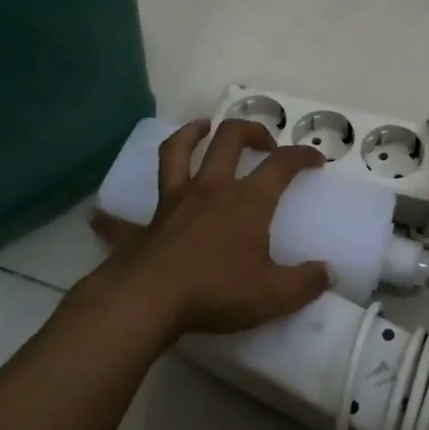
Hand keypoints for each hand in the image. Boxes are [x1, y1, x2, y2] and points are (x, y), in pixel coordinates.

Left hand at [88, 119, 331, 339]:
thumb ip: (306, 282)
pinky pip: (122, 218)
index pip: (281, 165)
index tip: (315, 159)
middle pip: (229, 140)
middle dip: (250, 131)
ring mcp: (172, 203)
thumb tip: (328, 272)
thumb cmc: (217, 291)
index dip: (302, 156)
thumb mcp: (274, 294)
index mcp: (247, 201)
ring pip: (177, 153)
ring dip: (190, 134)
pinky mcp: (142, 227)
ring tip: (200, 128)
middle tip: (263, 142)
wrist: (149, 301)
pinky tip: (99, 216)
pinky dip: (112, 216)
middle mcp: (211, 189)